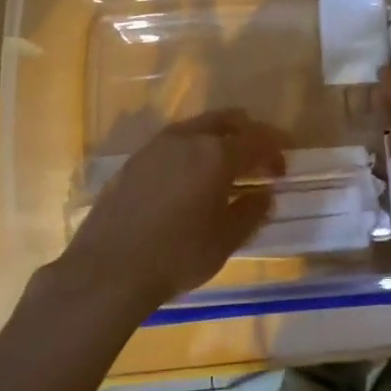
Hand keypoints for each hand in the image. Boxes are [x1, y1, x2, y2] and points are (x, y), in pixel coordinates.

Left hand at [51, 110, 285, 321]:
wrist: (108, 269)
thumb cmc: (177, 255)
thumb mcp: (226, 240)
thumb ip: (251, 211)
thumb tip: (265, 195)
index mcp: (217, 153)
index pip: (259, 140)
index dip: (276, 152)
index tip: (282, 171)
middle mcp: (188, 138)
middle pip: (228, 120)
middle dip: (249, 135)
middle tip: (258, 161)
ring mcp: (156, 146)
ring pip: (198, 128)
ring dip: (218, 141)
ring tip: (224, 170)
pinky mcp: (134, 160)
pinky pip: (174, 144)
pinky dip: (192, 152)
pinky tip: (189, 180)